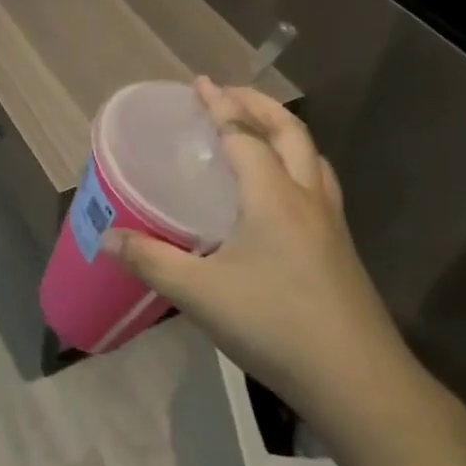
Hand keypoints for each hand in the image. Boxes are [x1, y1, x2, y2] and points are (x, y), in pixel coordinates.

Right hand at [104, 78, 425, 440]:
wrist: (359, 382)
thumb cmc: (275, 324)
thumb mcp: (200, 293)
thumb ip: (151, 260)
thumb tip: (106, 238)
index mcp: (274, 196)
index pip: (244, 135)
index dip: (220, 106)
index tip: (201, 83)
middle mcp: (307, 199)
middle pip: (290, 133)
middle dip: (259, 106)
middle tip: (230, 95)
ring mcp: (331, 225)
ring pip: (313, 158)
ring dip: (285, 133)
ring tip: (259, 132)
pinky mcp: (341, 251)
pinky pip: (320, 186)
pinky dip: (299, 167)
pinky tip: (282, 195)